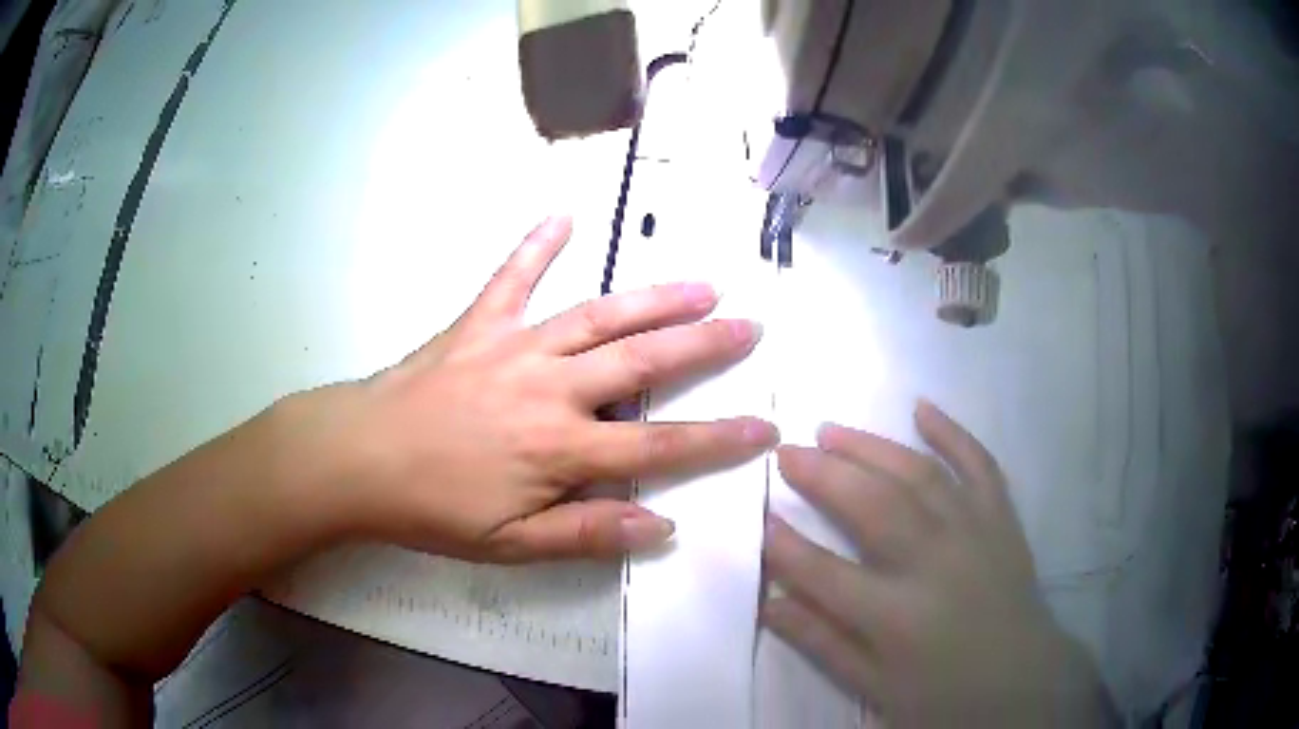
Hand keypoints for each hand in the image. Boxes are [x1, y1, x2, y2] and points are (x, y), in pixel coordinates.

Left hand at [306, 216, 777, 562]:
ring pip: (598, 315)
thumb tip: (660, 526)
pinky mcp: (478, 324)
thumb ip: (586, 532)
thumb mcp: (509, 544)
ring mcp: (514, 346)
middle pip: (643, 362)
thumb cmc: (432, 508)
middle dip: (704, 345)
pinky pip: (512, 277)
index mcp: (560, 448)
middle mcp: (550, 387)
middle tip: (750, 326)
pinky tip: (563, 215)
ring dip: (653, 298)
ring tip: (701, 284)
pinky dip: (537, 246)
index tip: (765, 428)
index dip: (718, 439)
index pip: (659, 444)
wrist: (358, 459)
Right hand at [764, 402, 1115, 726]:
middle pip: (872, 507)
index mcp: (897, 618)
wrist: (1022, 682)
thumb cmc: (943, 693)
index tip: (760, 518)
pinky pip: (979, 465)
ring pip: (918, 475)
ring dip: (872, 447)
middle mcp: (935, 564)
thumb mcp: (875, 686)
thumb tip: (769, 603)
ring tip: (832, 430)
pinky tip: (922, 408)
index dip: (786, 547)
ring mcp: (974, 533)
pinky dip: (952, 433)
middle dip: (823, 475)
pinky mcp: (1002, 519)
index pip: (825, 574)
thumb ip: (822, 642)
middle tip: (788, 451)